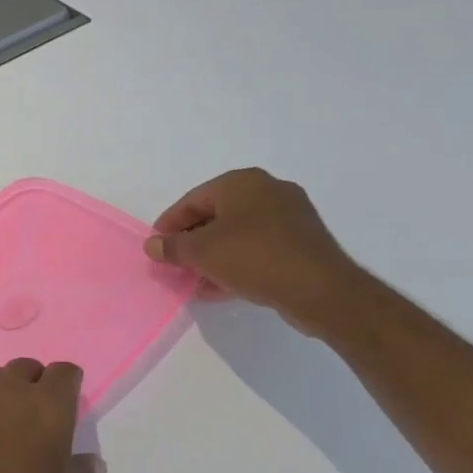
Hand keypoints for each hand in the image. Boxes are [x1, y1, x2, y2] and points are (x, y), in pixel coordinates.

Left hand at [0, 359, 102, 472]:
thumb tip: (84, 460)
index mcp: (47, 407)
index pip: (63, 372)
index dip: (69, 384)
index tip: (70, 403)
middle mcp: (6, 395)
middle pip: (23, 368)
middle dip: (35, 382)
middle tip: (40, 413)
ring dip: (3, 393)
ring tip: (8, 423)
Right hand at [143, 167, 362, 334]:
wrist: (320, 290)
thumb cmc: (252, 257)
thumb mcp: (199, 252)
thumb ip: (170, 247)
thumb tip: (152, 246)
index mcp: (241, 182)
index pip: (191, 201)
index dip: (168, 226)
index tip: (156, 248)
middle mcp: (268, 191)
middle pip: (215, 216)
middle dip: (192, 242)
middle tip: (175, 264)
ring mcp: (291, 216)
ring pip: (237, 234)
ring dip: (213, 256)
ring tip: (196, 280)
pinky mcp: (303, 242)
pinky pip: (259, 247)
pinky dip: (237, 262)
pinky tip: (221, 286)